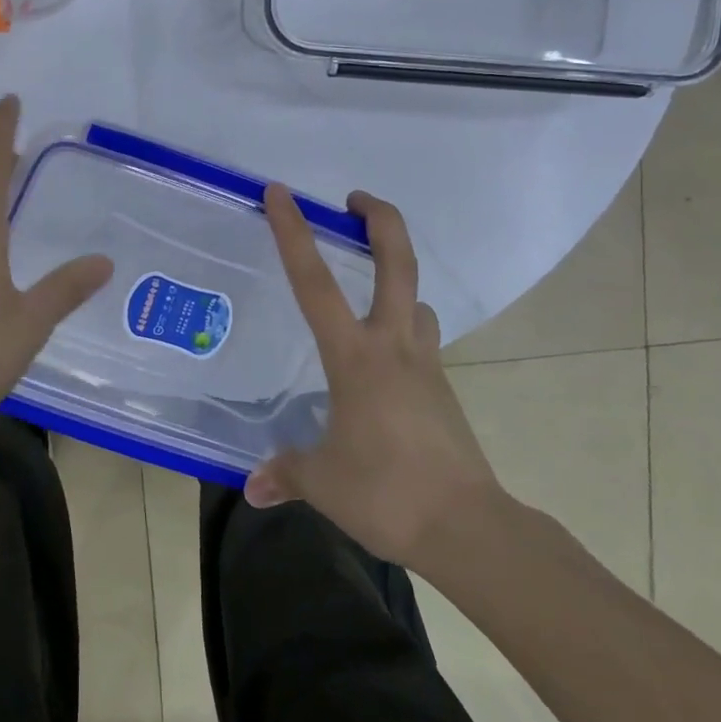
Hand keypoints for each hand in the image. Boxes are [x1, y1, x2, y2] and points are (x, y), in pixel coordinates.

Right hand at [244, 186, 504, 567]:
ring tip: (369, 285)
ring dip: (396, 276)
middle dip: (380, 219)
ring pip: (416, 299)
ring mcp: (425, 364)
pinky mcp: (442, 388)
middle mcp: (392, 345)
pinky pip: (424, 338)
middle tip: (355, 199)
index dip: (294, 233)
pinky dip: (407, 326)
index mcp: (354, 356)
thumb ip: (285, 473)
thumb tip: (252, 488)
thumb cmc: (387, 493)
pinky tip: (387, 356)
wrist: (468, 528)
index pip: (315, 282)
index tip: (280, 193)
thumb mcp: (323, 482)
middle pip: (396, 263)